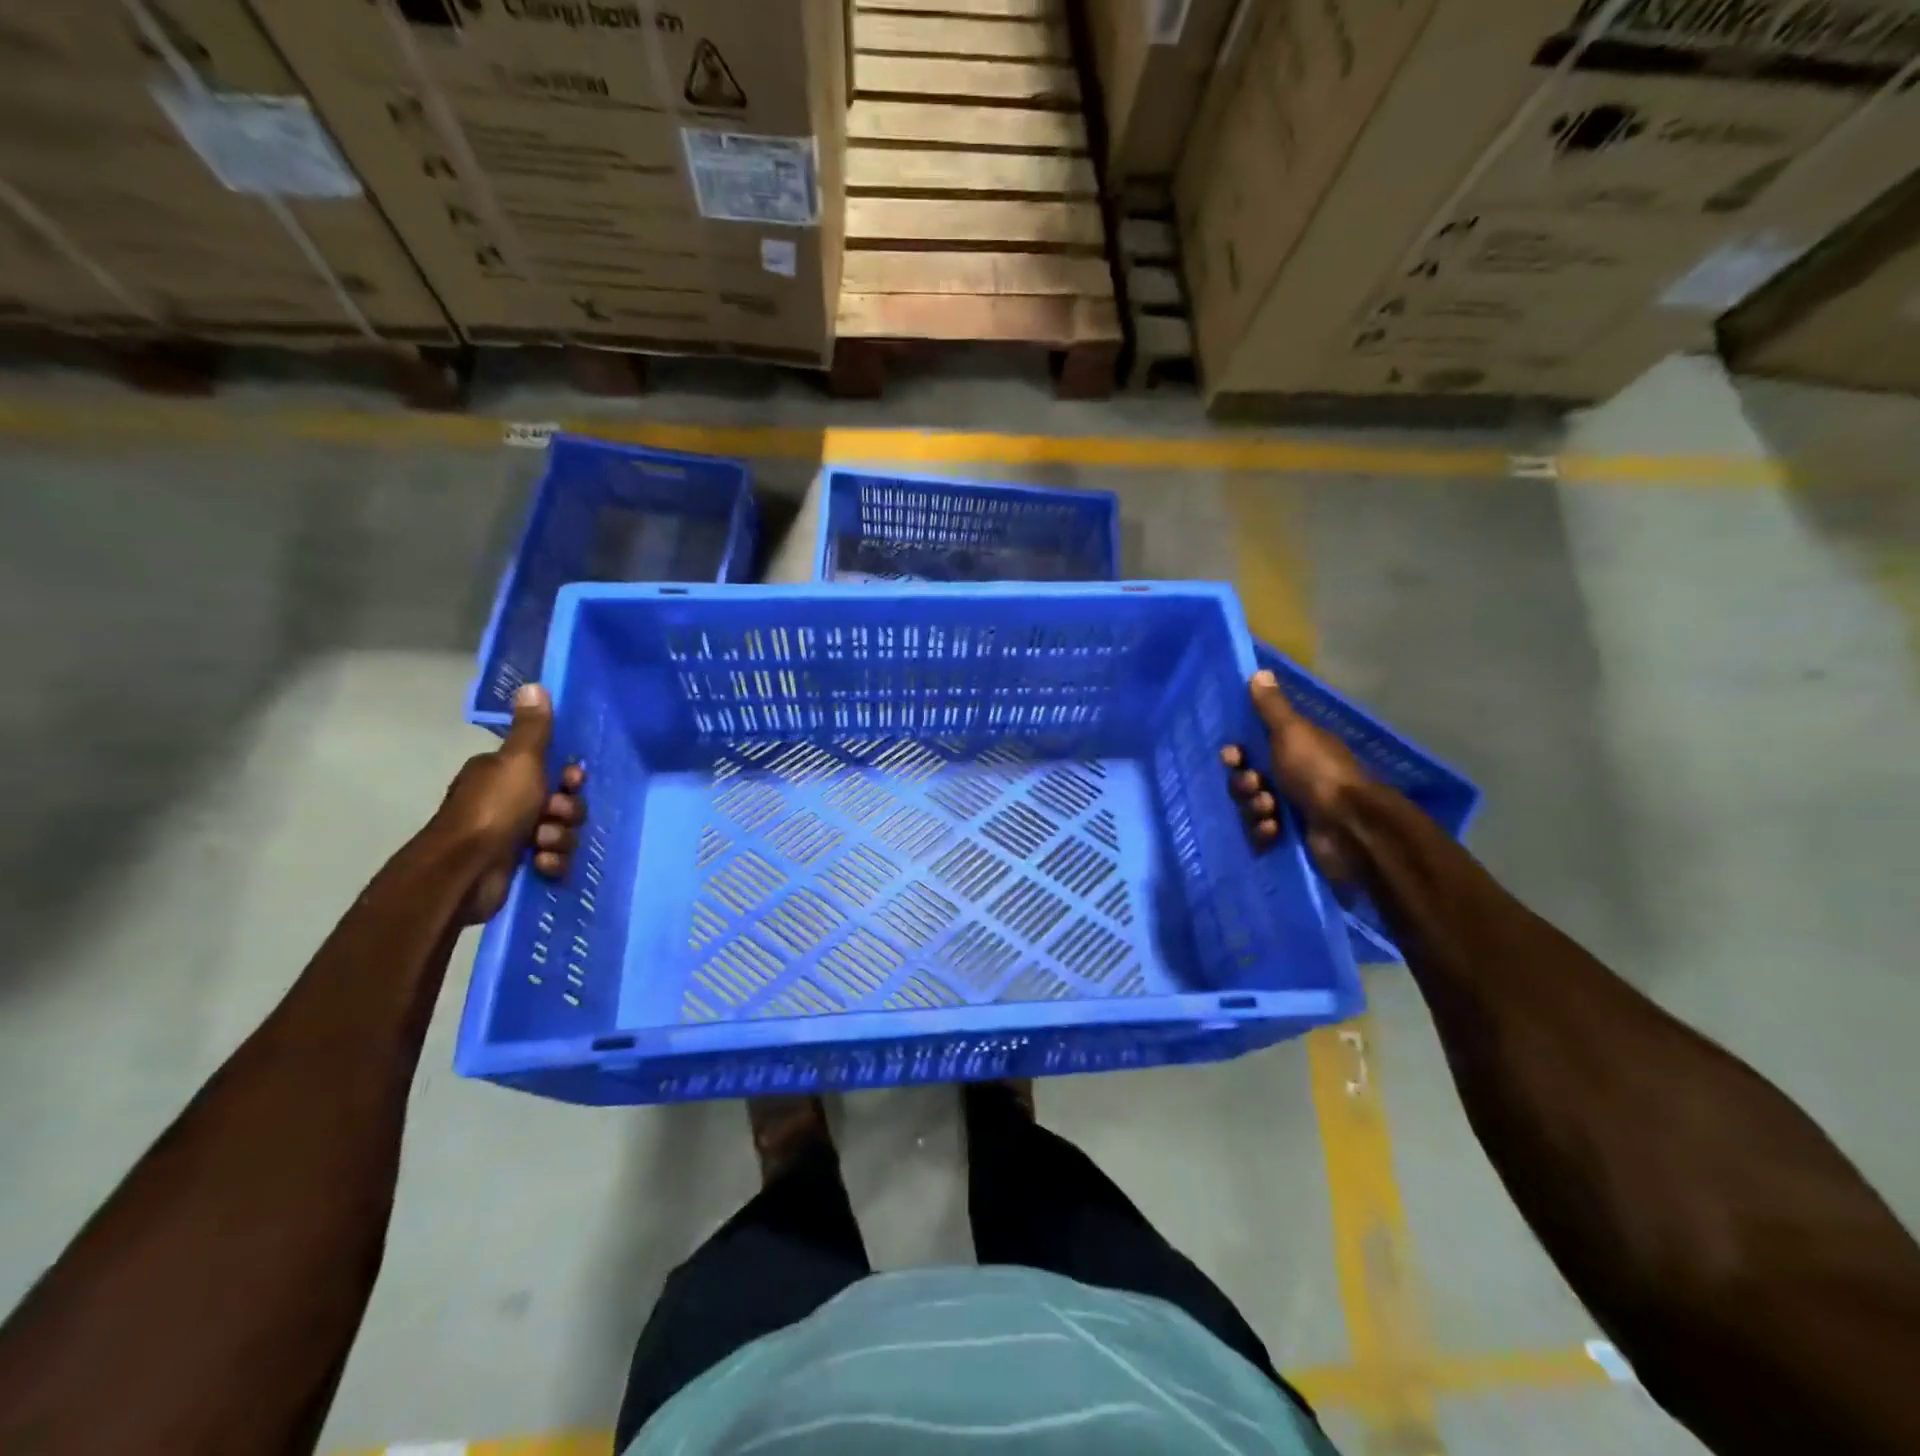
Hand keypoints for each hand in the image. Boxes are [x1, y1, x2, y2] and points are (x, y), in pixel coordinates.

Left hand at [437, 683, 588, 922]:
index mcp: (503, 774)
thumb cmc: (494, 809)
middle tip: (553, 815)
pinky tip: (540, 864)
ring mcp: (511, 835)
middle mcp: (506, 801)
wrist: (465, 870)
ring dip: (559, 838)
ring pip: (561, 832)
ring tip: (541, 844)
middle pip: (562, 801)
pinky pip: (553, 860)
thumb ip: (533, 728)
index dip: (568, 777)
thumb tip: (533, 684)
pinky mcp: (517, 866)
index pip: (551, 768)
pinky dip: (551, 862)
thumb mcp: (520, 761)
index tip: (572, 782)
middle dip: (566, 811)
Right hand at [1221, 669, 1368, 879]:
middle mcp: (1293, 776)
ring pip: (1251, 806)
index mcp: (1294, 749)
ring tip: (1270, 810)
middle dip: (1244, 784)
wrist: (1349, 826)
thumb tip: (1260, 671)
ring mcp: (1292, 808)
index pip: (1252, 747)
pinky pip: (1261, 833)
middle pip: (1247, 778)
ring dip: (1254, 808)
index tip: (1232, 756)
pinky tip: (1274, 831)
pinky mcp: (1290, 837)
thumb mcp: (1292, 732)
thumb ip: (1272, 707)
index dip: (1236, 753)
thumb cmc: (1317, 772)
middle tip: (1256, 786)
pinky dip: (1264, 832)